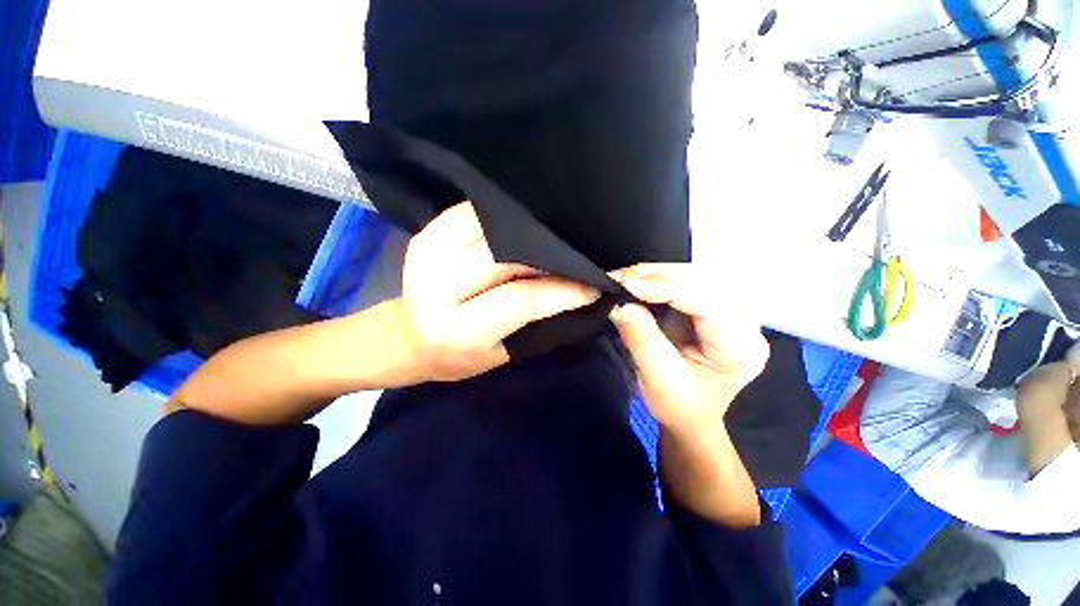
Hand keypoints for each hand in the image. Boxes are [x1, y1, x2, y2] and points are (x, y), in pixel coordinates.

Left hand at [401, 202, 598, 381]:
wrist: (409, 337)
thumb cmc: (460, 356)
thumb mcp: (502, 352)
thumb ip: (537, 321)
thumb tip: (579, 290)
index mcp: (456, 330)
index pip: (519, 299)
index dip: (562, 290)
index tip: (595, 283)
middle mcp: (437, 287)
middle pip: (504, 256)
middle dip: (548, 253)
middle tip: (579, 254)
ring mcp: (428, 253)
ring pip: (491, 227)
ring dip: (528, 231)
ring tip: (555, 237)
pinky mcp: (427, 233)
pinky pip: (473, 212)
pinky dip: (503, 215)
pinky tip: (522, 224)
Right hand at [609, 263, 769, 430]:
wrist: (689, 415)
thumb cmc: (679, 405)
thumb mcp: (658, 378)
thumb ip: (641, 338)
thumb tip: (620, 303)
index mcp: (742, 348)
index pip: (709, 302)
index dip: (666, 288)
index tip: (626, 285)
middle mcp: (746, 323)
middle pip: (708, 281)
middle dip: (661, 275)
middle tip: (622, 277)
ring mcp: (732, 311)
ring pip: (699, 275)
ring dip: (659, 273)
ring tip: (627, 278)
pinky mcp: (715, 305)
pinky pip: (689, 281)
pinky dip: (660, 278)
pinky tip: (640, 281)